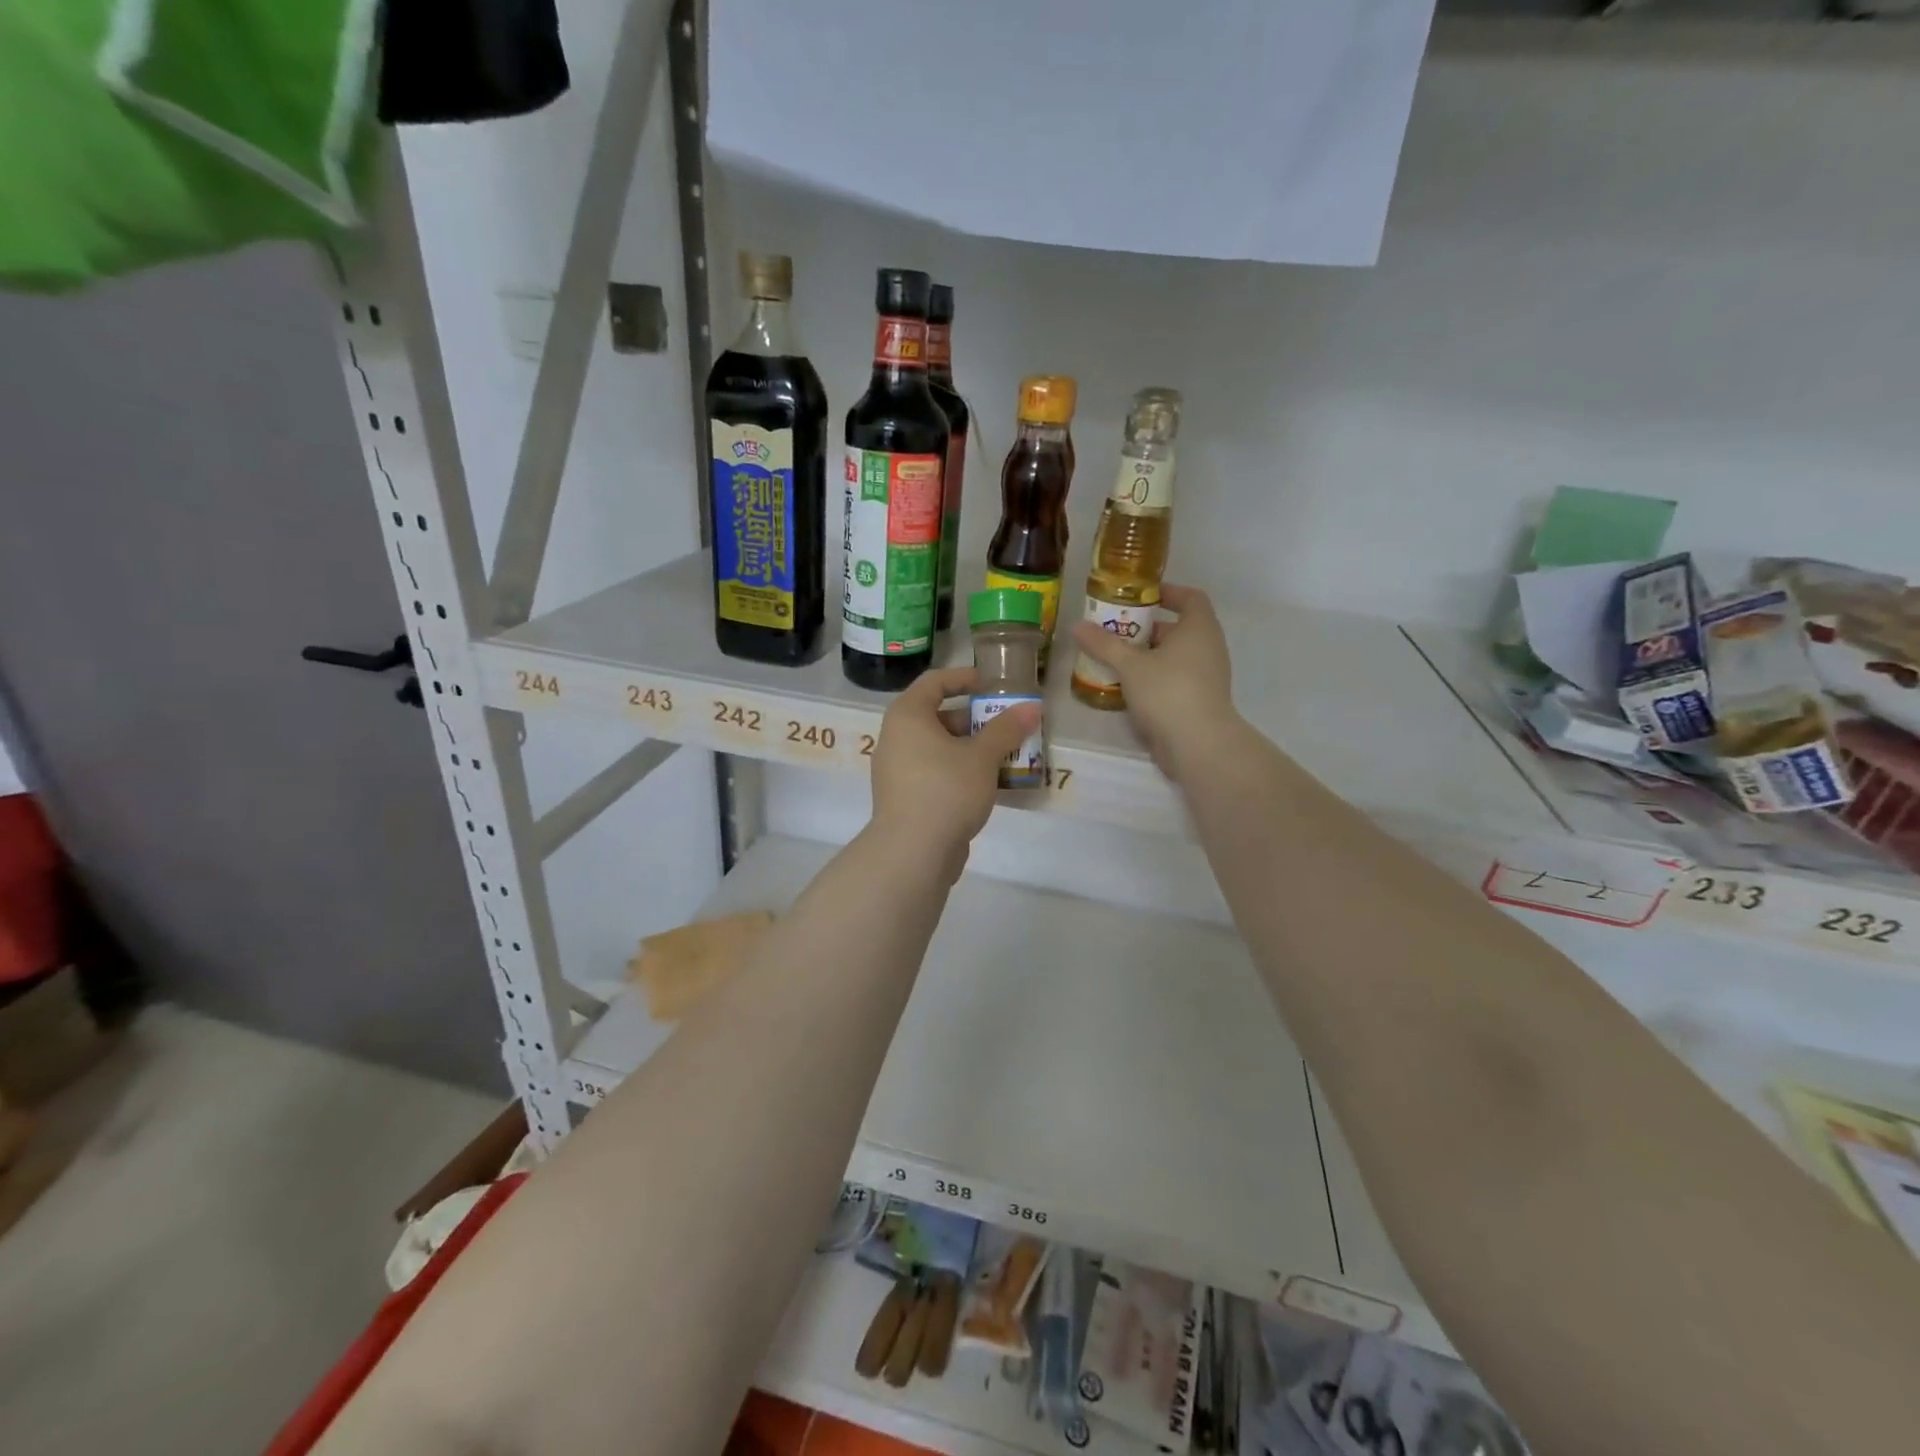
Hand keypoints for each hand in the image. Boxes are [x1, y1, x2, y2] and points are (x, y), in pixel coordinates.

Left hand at [869, 666, 1041, 852]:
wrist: (913, 852)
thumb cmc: (946, 790)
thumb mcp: (982, 757)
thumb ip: (1006, 729)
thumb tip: (1032, 707)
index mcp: (907, 716)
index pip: (934, 682)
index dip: (964, 678)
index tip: (992, 684)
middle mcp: (896, 738)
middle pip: (938, 716)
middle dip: (975, 719)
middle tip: (1008, 725)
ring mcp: (898, 770)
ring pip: (939, 748)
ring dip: (972, 748)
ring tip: (1007, 755)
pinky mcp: (905, 798)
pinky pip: (936, 772)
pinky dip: (960, 771)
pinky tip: (990, 784)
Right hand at [1069, 583, 1238, 777]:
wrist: (1199, 744)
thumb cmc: (1168, 691)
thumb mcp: (1130, 665)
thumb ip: (1104, 644)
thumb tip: (1077, 625)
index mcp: (1199, 629)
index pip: (1191, 598)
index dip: (1168, 593)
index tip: (1141, 597)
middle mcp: (1208, 648)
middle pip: (1179, 629)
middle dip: (1147, 629)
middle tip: (1116, 632)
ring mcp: (1207, 677)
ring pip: (1175, 657)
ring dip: (1148, 656)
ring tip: (1116, 660)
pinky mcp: (1200, 701)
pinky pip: (1175, 680)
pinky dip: (1154, 679)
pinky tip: (1127, 689)